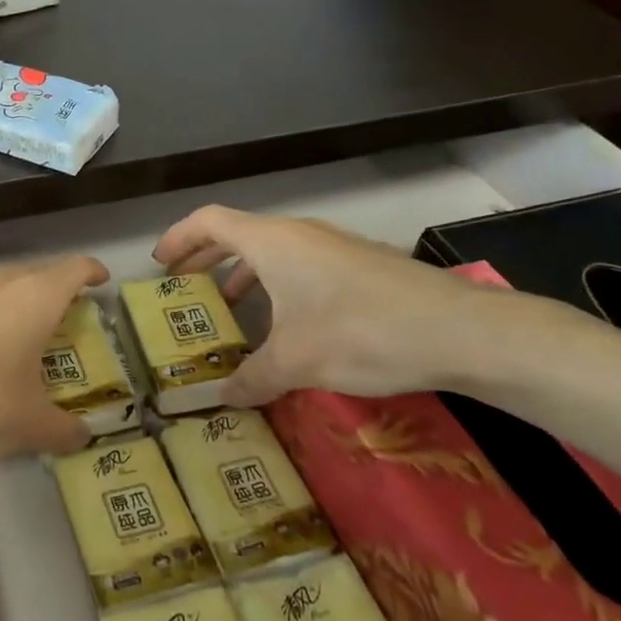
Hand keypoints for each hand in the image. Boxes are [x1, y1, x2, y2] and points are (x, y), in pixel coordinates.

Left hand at [0, 255, 109, 473]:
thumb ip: (62, 430)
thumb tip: (82, 436)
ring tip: (5, 336)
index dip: (90, 272)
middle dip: (48, 291)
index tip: (99, 280)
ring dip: (2, 306)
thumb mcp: (29, 427)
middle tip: (58, 317)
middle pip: (30, 274)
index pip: (73, 270)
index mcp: (32, 300)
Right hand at [152, 205, 516, 403]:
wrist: (461, 331)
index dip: (179, 238)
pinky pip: (302, 264)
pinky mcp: (362, 265)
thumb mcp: (295, 361)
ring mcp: (335, 246)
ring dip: (244, 273)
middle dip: (206, 257)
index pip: (209, 221)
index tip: (160, 263)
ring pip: (273, 250)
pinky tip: (288, 322)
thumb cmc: (360, 333)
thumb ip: (251, 378)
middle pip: (238, 233)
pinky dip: (278, 283)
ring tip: (232, 307)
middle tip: (184, 285)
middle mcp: (300, 234)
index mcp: (272, 243)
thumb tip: (222, 398)